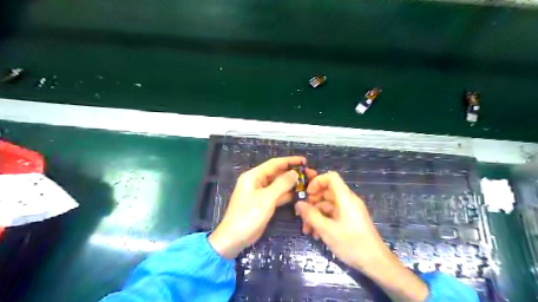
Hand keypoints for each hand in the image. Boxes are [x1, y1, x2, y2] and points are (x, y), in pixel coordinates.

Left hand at [209, 157, 317, 257]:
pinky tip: (300, 194)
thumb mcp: (266, 198)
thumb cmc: (248, 215)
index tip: (304, 161)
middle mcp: (257, 182)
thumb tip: (294, 173)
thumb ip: (282, 184)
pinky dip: (288, 194)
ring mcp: (261, 193)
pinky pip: (278, 195)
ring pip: (279, 185)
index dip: (290, 161)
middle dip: (293, 173)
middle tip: (310, 174)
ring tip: (308, 183)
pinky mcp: (264, 203)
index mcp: (254, 176)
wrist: (235, 238)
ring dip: (292, 184)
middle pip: (278, 174)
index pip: (274, 164)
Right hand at [296, 172, 388, 270]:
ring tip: (307, 230)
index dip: (317, 181)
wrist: (376, 263)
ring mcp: (349, 210)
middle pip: (327, 192)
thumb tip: (298, 203)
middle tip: (302, 215)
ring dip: (316, 214)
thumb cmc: (351, 243)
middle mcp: (348, 200)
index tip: (307, 194)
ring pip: (328, 205)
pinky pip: (333, 214)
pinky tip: (317, 234)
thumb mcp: (327, 230)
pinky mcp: (350, 220)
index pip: (331, 177)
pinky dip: (323, 220)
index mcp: (345, 197)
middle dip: (312, 202)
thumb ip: (311, 215)